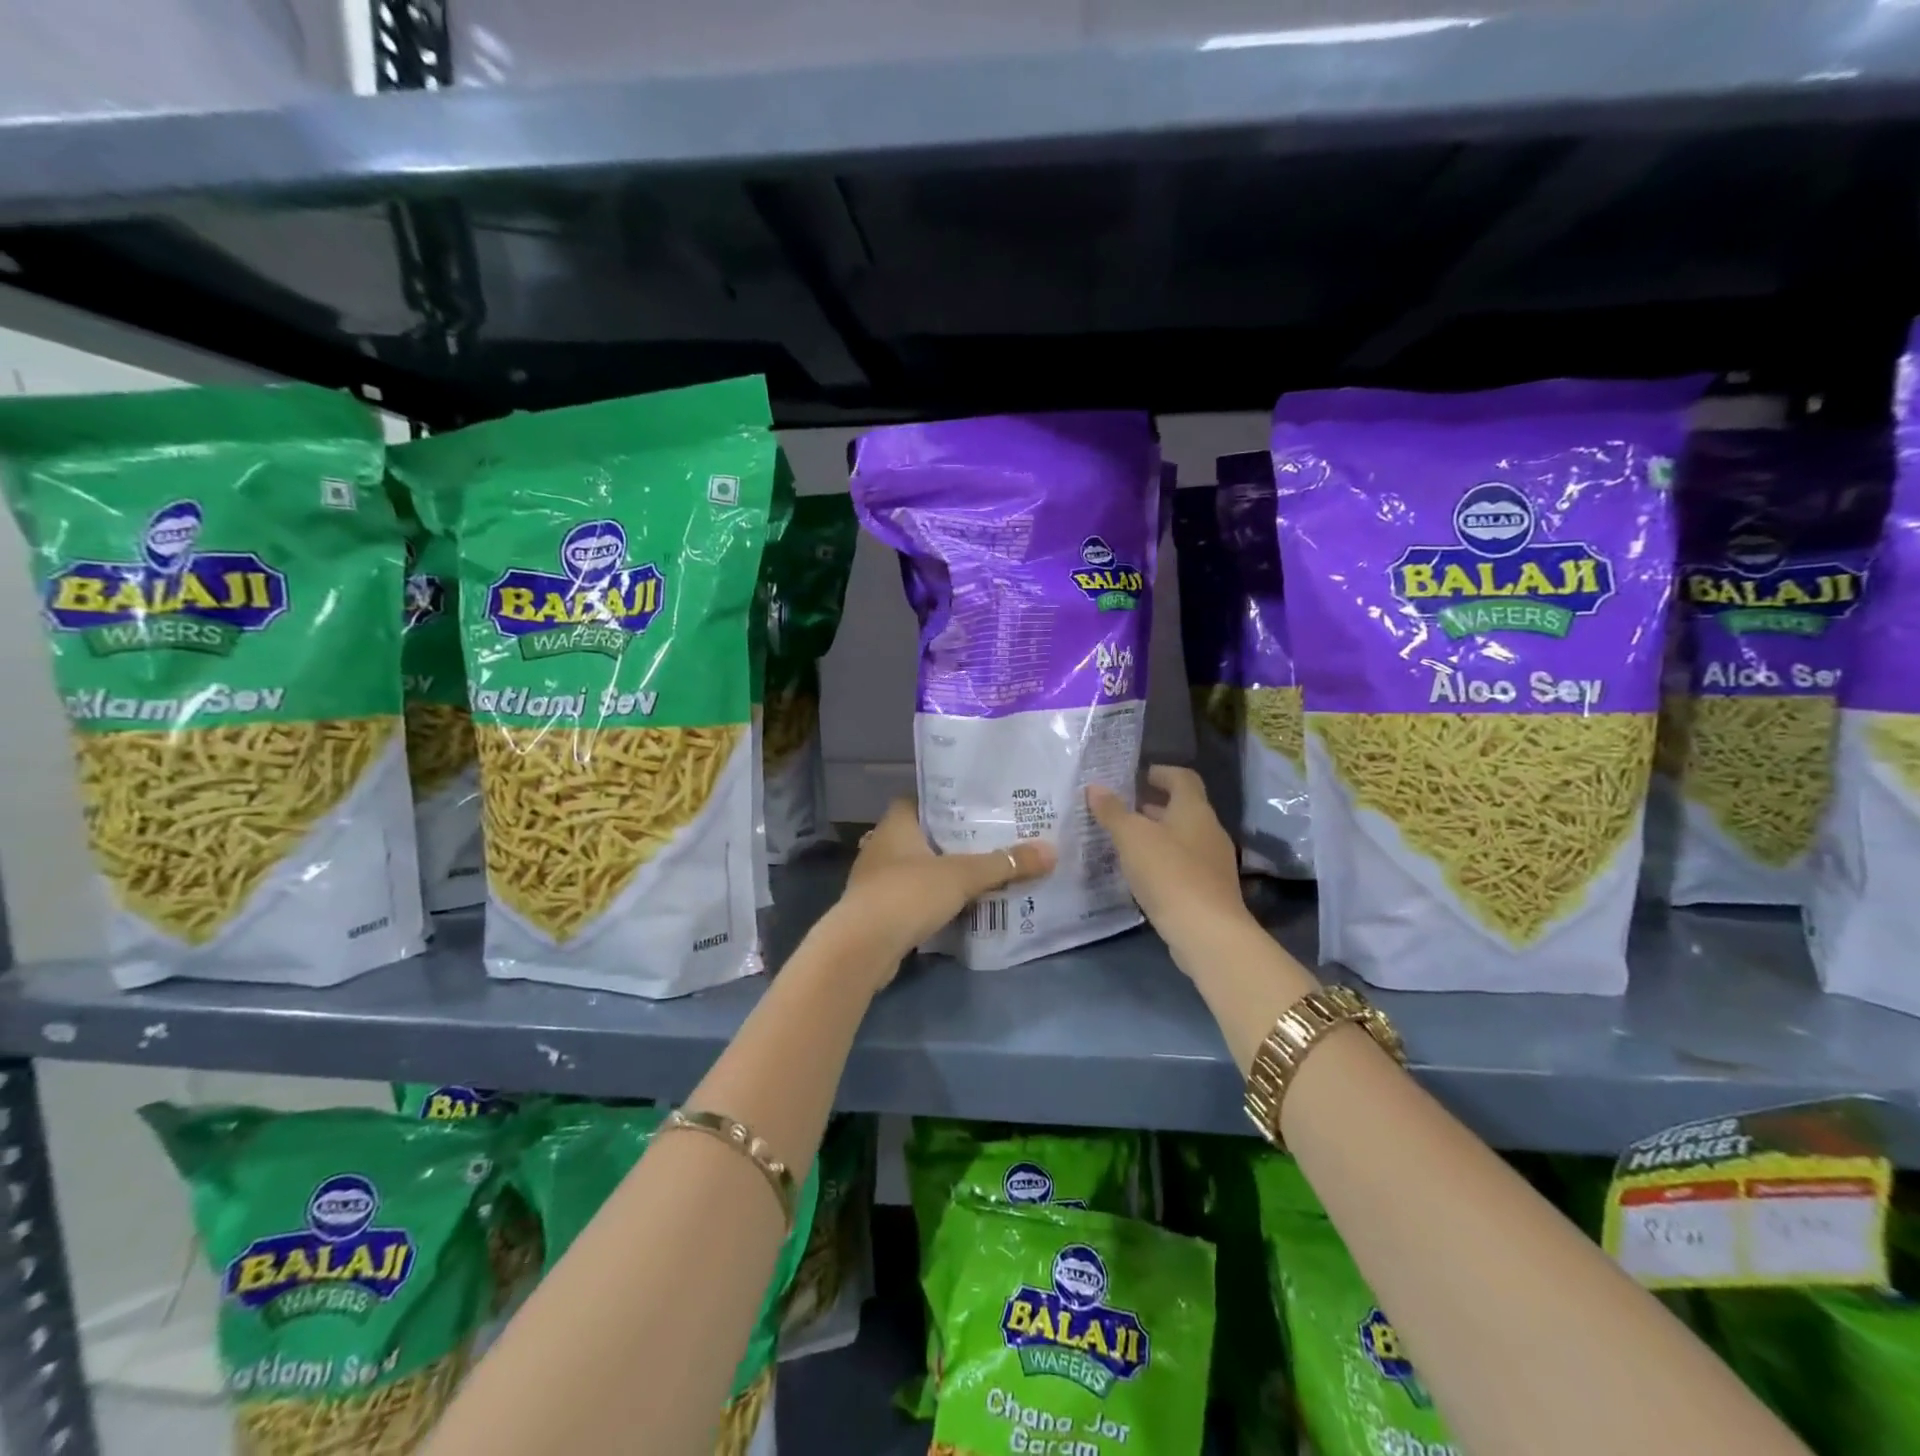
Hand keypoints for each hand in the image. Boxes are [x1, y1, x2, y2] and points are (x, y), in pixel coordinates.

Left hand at [824, 800, 1054, 981]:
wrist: (862, 948)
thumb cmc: (908, 894)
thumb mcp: (963, 876)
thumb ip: (1005, 864)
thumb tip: (1051, 850)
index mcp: (896, 824)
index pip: (918, 799)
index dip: (944, 800)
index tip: (975, 806)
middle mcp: (881, 846)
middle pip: (920, 834)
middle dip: (950, 838)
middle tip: (988, 839)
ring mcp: (875, 880)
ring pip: (915, 866)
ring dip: (940, 870)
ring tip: (978, 871)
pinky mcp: (877, 910)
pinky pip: (910, 896)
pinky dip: (930, 898)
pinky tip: (956, 905)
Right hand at [1087, 765, 1255, 958]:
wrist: (1206, 932)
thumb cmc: (1169, 873)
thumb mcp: (1132, 838)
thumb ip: (1113, 811)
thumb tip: (1095, 787)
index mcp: (1194, 810)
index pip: (1183, 778)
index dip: (1162, 773)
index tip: (1138, 776)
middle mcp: (1209, 830)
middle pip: (1183, 808)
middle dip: (1154, 806)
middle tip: (1123, 810)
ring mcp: (1213, 862)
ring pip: (1183, 837)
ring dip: (1157, 835)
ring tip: (1125, 842)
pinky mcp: (1210, 889)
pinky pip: (1184, 864)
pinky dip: (1164, 860)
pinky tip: (1142, 874)